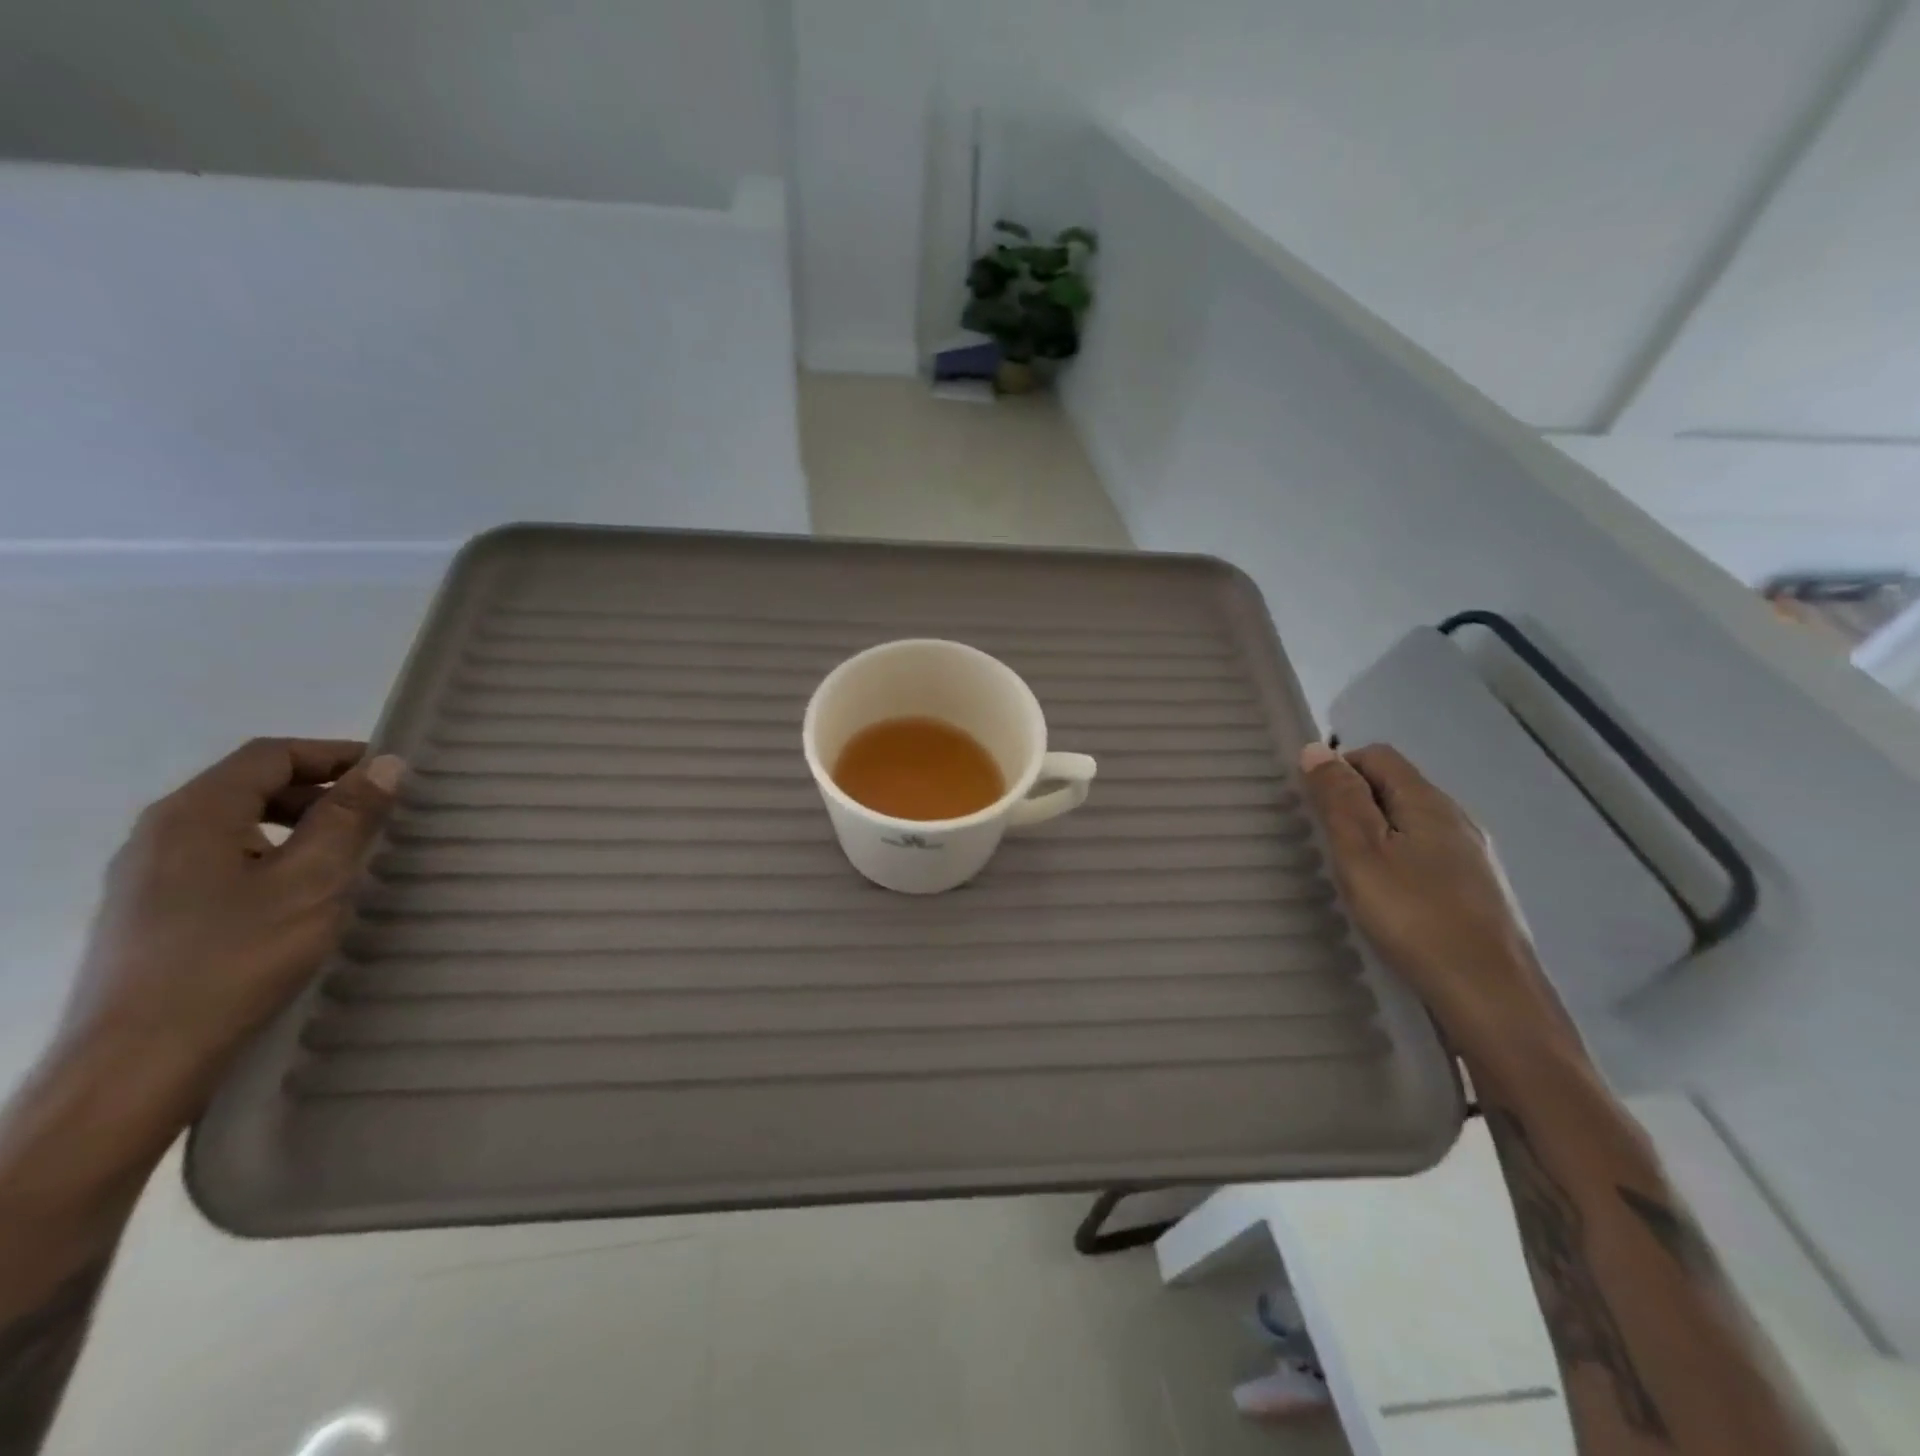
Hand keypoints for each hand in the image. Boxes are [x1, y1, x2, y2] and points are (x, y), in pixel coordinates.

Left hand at [58, 739, 401, 1114]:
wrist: (135, 1063)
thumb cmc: (233, 959)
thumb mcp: (310, 882)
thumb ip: (348, 818)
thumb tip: (385, 764)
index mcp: (194, 814)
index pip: (270, 755)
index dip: (334, 754)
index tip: (390, 773)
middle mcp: (161, 833)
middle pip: (250, 786)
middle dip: (320, 791)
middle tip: (379, 815)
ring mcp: (148, 876)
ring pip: (236, 826)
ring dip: (297, 826)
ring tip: (348, 855)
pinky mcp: (151, 913)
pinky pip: (221, 861)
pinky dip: (271, 858)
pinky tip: (301, 895)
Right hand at [1299, 742, 1574, 1061]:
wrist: (1492, 997)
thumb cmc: (1415, 917)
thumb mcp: (1361, 853)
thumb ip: (1338, 800)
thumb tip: (1316, 749)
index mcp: (1429, 802)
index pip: (1378, 756)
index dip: (1339, 768)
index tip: (1313, 807)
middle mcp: (1458, 820)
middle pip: (1396, 787)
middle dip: (1355, 802)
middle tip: (1325, 844)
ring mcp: (1474, 858)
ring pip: (1412, 824)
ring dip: (1376, 835)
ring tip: (1351, 874)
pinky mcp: (1479, 892)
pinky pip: (1428, 856)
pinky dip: (1399, 862)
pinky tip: (1389, 901)